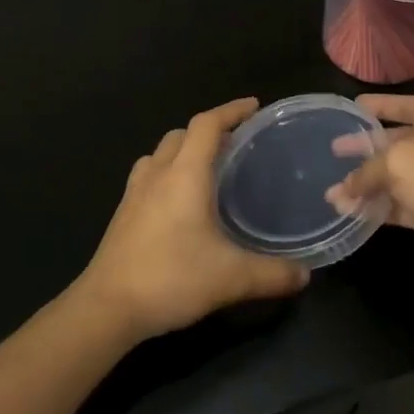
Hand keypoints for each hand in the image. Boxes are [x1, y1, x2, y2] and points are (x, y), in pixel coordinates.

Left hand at [76, 97, 310, 341]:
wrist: (107, 308)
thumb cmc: (171, 279)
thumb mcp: (232, 278)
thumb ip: (273, 274)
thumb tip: (306, 275)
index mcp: (184, 175)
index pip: (206, 125)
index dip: (231, 110)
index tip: (254, 106)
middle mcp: (157, 175)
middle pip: (181, 135)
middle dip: (208, 131)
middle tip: (236, 144)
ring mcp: (134, 194)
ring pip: (159, 155)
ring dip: (183, 151)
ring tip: (207, 169)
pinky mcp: (123, 215)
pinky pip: (147, 178)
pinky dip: (166, 174)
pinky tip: (179, 203)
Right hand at [325, 95, 413, 292]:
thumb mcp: (399, 163)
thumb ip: (367, 171)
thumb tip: (344, 188)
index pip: (407, 106)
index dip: (382, 104)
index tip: (355, 106)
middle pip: (396, 143)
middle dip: (365, 148)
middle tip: (334, 151)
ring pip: (394, 179)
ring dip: (364, 186)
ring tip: (331, 194)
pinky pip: (399, 206)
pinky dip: (376, 208)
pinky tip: (349, 213)